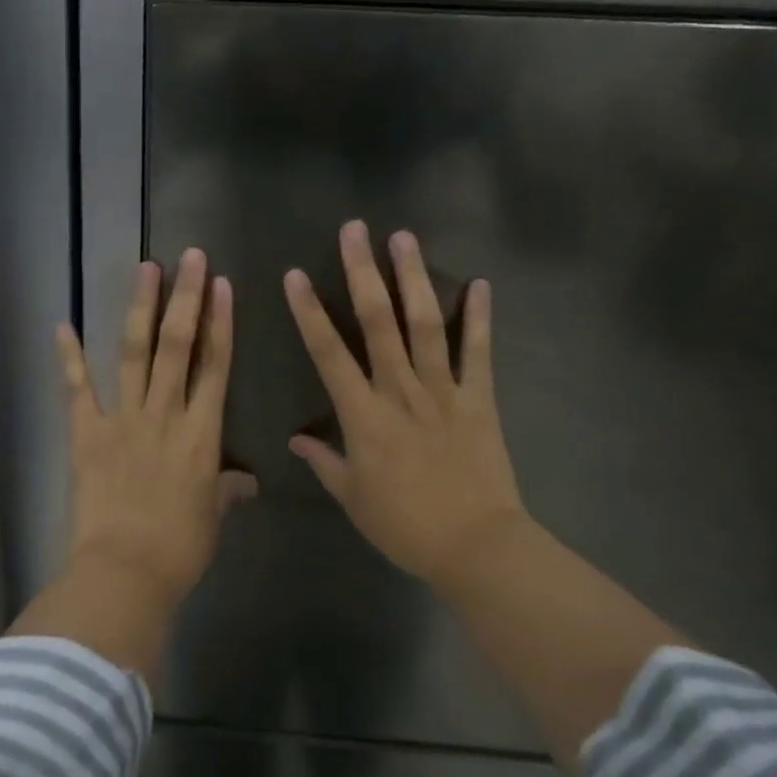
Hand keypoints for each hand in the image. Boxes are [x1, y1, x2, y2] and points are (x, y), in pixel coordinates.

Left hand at [57, 248, 256, 604]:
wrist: (124, 573)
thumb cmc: (179, 549)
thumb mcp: (212, 518)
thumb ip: (227, 490)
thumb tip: (245, 481)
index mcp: (201, 434)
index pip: (216, 365)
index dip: (220, 322)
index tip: (222, 285)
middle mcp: (165, 414)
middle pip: (177, 345)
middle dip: (185, 297)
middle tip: (190, 257)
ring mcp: (123, 420)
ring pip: (134, 353)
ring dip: (140, 308)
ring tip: (146, 268)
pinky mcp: (87, 434)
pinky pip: (77, 389)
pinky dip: (69, 357)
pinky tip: (63, 324)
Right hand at [284, 221, 526, 586]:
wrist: (475, 546)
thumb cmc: (405, 525)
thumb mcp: (353, 498)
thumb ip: (324, 461)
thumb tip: (296, 439)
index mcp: (363, 415)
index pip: (328, 353)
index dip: (309, 312)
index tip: (295, 275)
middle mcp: (400, 390)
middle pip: (378, 322)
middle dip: (363, 272)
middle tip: (355, 230)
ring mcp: (444, 390)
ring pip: (425, 324)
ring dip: (414, 278)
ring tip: (405, 238)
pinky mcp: (479, 398)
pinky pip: (479, 352)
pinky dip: (480, 317)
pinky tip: (481, 284)